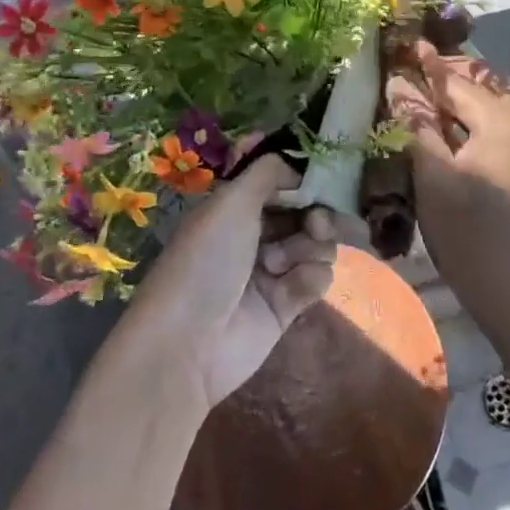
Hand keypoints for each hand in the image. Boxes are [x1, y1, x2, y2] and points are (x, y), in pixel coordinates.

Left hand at [126, 154, 355, 410]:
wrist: (189, 343)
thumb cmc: (206, 260)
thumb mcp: (231, 202)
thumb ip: (268, 172)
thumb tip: (297, 166)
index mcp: (235, 207)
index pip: (280, 183)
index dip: (302, 181)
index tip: (320, 181)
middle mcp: (254, 234)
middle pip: (305, 213)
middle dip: (315, 215)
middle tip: (315, 224)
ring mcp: (272, 270)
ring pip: (316, 244)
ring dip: (308, 249)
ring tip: (280, 265)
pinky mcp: (287, 305)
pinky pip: (317, 277)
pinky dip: (309, 278)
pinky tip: (290, 289)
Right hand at [385, 39, 509, 319]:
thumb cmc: (471, 234)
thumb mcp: (434, 176)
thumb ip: (416, 124)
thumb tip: (397, 83)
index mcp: (503, 120)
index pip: (456, 80)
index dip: (424, 64)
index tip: (398, 45)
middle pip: (475, 88)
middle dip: (440, 78)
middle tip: (402, 71)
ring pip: (484, 108)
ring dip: (452, 102)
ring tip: (414, 98)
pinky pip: (492, 130)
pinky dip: (465, 123)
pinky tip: (440, 132)